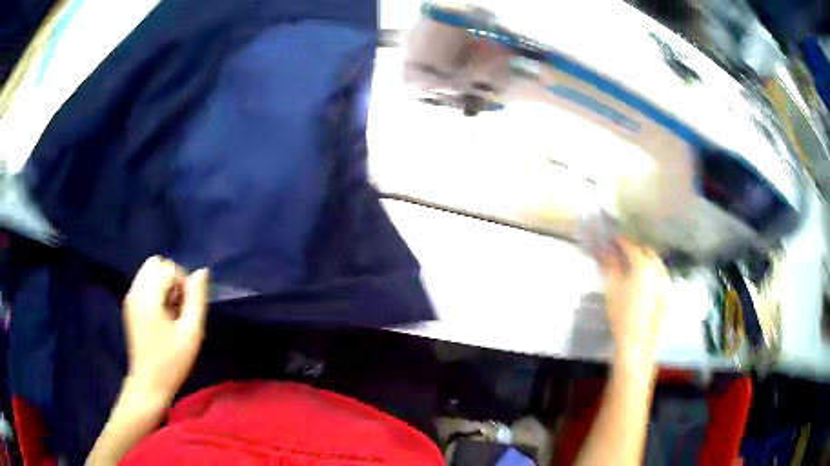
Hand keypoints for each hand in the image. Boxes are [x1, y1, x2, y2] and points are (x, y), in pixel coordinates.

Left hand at [123, 256, 208, 401]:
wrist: (148, 384)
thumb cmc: (172, 362)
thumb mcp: (191, 333)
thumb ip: (197, 299)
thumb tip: (202, 271)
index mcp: (148, 298)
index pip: (169, 268)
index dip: (184, 284)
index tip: (187, 309)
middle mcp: (135, 291)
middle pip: (155, 263)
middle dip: (172, 277)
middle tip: (179, 305)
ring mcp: (130, 298)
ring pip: (148, 271)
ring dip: (163, 283)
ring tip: (171, 310)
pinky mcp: (129, 305)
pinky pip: (143, 282)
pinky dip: (155, 289)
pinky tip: (161, 314)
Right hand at [599, 239, 666, 360]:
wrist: (637, 342)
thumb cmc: (622, 315)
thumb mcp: (612, 289)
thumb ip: (610, 266)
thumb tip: (604, 250)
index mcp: (643, 265)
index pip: (631, 246)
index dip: (620, 242)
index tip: (611, 241)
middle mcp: (658, 269)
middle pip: (647, 252)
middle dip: (635, 249)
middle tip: (622, 252)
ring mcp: (665, 281)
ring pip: (655, 263)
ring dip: (644, 260)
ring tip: (632, 266)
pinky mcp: (666, 294)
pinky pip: (659, 275)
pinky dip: (651, 272)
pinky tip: (642, 282)